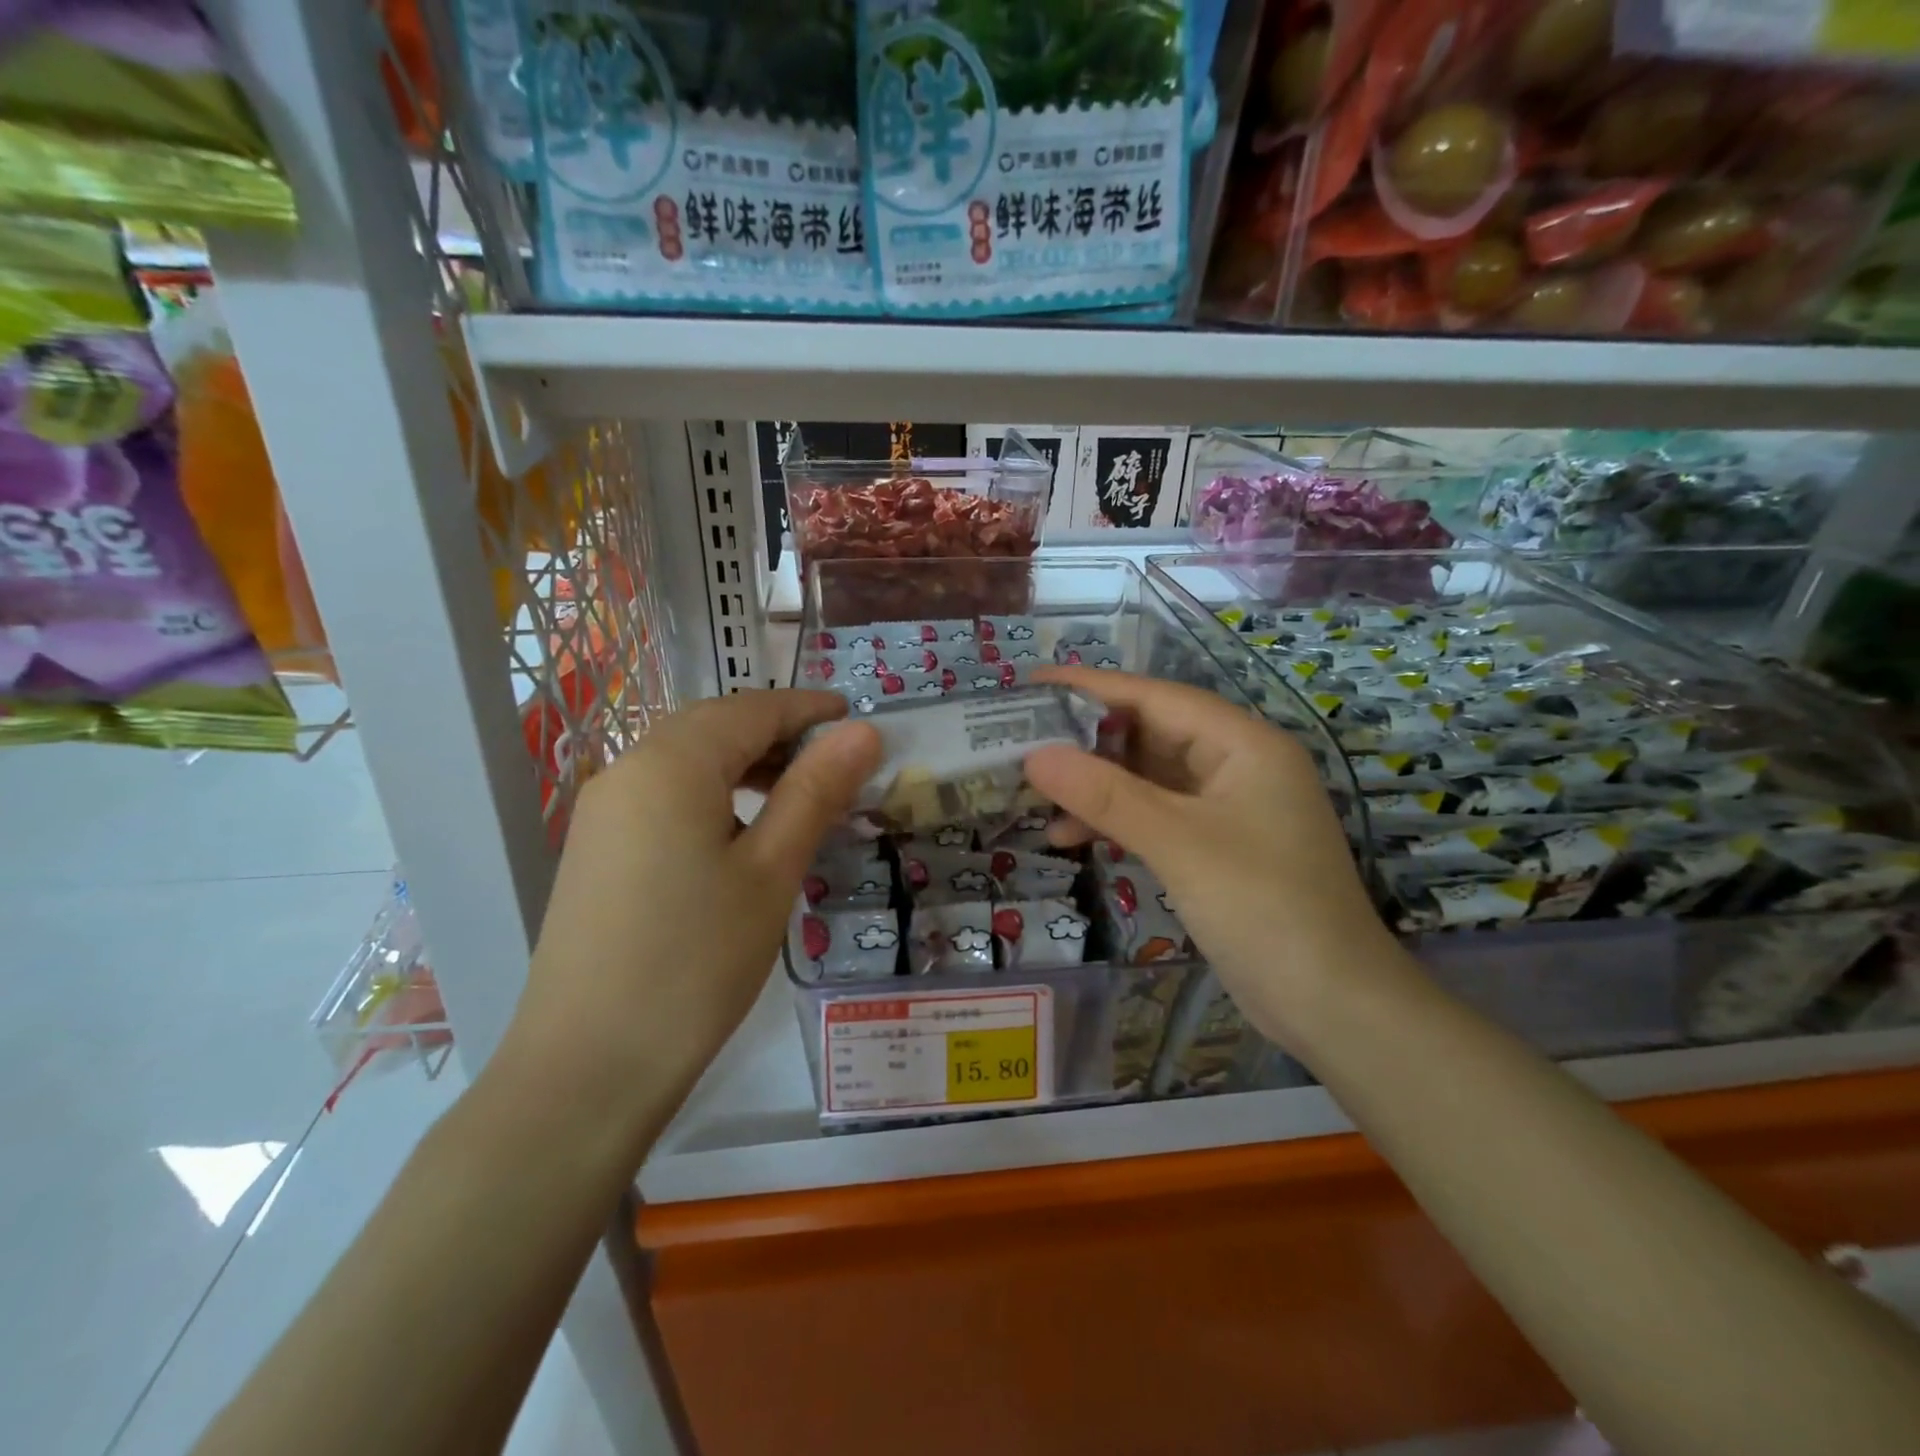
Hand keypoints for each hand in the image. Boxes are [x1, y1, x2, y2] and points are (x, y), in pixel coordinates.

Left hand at [502, 691, 880, 1147]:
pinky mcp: (597, 848)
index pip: (752, 709)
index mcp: (671, 763)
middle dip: (778, 732)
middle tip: (837, 759)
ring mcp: (604, 810)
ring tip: (798, 793)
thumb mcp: (772, 871)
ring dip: (744, 763)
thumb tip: (863, 731)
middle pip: (714, 726)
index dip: (808, 708)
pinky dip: (712, 793)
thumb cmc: (696, 962)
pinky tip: (741, 831)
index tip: (857, 717)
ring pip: (687, 760)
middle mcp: (628, 770)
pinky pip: (664, 794)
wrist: (587, 1067)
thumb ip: (816, 791)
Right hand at [1025, 668, 1398, 1046]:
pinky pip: (1156, 815)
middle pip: (1150, 734)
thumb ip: (1105, 795)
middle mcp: (1237, 765)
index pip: (1156, 697)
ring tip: (1036, 796)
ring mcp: (1228, 808)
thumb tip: (1034, 755)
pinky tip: (1071, 837)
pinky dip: (1115, 821)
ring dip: (1096, 787)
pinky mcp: (1216, 846)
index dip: (1091, 687)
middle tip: (1022, 741)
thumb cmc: (1262, 908)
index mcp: (1243, 744)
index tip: (1032, 683)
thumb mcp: (1178, 843)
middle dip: (1086, 740)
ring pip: (1148, 778)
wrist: (1332, 1005)